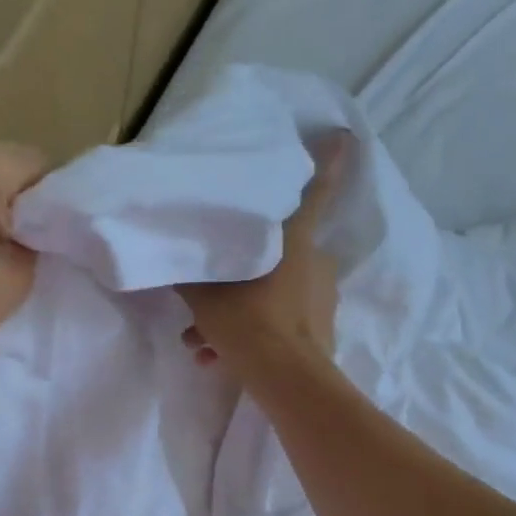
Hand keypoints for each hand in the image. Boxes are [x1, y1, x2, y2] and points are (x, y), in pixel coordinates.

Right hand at [178, 129, 347, 380]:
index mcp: (295, 239)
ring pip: (271, 294)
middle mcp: (316, 261)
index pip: (314, 190)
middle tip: (207, 298)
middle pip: (275, 253)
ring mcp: (321, 296)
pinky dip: (252, 336)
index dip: (329, 161)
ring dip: (237, 315)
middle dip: (239, 275)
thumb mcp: (204, 294)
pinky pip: (279, 322)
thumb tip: (172, 254)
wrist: (286, 379)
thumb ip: (190, 271)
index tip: (343, 136)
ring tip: (202, 342)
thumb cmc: (248, 321)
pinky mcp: (320, 328)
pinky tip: (218, 359)